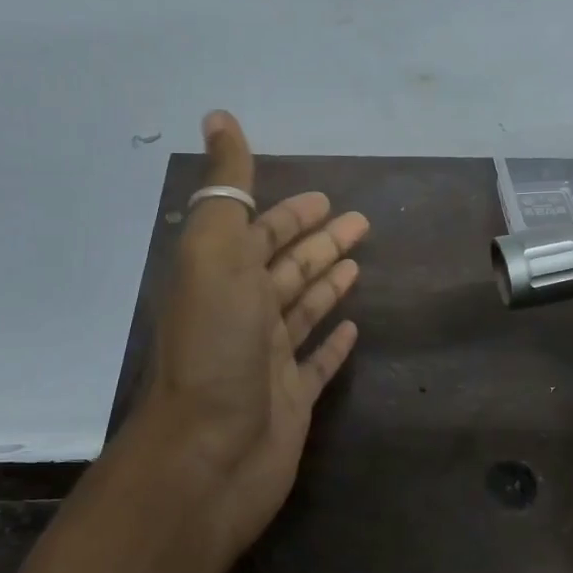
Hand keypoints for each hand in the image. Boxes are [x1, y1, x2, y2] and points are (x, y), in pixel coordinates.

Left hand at [128, 111, 367, 569]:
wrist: (210, 454)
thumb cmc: (216, 348)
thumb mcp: (216, 253)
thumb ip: (226, 189)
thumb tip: (219, 117)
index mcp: (223, 279)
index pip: (261, 234)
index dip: (291, 214)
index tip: (327, 199)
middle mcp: (244, 314)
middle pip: (288, 269)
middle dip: (321, 243)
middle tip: (362, 224)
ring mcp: (269, 359)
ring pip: (304, 310)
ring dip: (329, 284)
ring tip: (360, 264)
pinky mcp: (293, 399)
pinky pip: (318, 363)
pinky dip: (333, 344)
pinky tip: (353, 329)